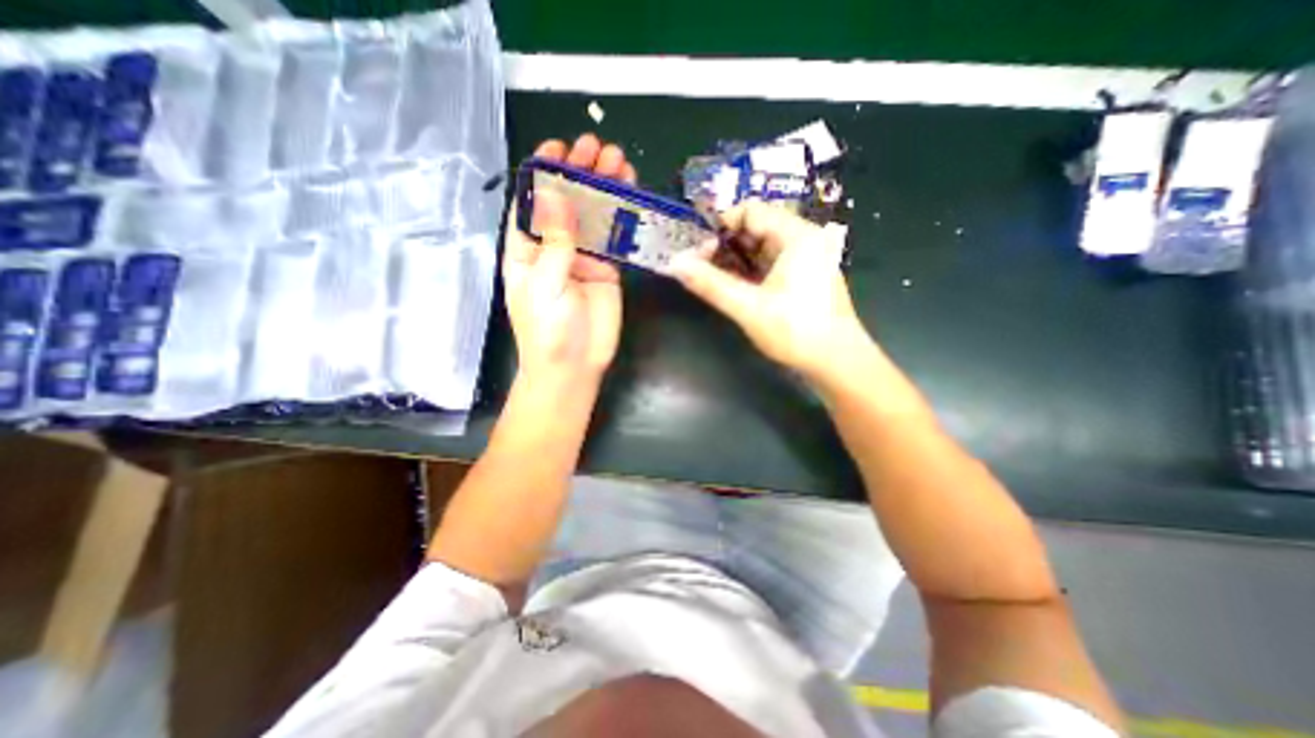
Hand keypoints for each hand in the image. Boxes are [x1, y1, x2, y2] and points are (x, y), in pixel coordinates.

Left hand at [505, 135, 635, 389]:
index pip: (532, 202)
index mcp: (526, 248)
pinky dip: (622, 217)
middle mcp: (553, 246)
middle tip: (597, 148)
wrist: (575, 366)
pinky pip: (614, 238)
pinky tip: (630, 194)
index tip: (559, 148)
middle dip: (579, 173)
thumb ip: (554, 241)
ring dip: (604, 188)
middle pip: (566, 202)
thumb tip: (556, 194)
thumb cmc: (548, 329)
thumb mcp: (544, 283)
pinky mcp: (607, 269)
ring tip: (618, 161)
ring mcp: (582, 257)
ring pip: (593, 216)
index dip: (544, 174)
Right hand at [670, 201, 869, 385]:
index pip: (751, 211)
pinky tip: (730, 286)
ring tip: (709, 277)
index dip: (720, 224)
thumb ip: (710, 284)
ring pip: (760, 248)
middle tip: (698, 265)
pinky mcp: (802, 278)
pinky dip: (747, 271)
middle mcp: (803, 240)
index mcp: (797, 236)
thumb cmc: (795, 331)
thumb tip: (675, 263)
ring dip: (733, 260)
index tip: (697, 248)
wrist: (836, 363)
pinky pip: (768, 264)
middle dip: (724, 244)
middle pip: (755, 228)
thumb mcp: (748, 307)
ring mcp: (804, 259)